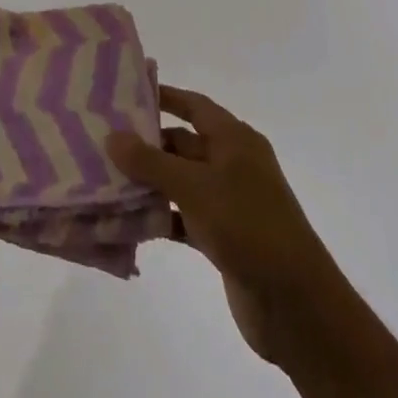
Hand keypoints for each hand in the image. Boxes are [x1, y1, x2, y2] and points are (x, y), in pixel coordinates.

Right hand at [108, 86, 337, 367]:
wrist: (296, 305)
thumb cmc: (248, 226)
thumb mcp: (195, 187)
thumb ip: (151, 161)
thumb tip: (113, 136)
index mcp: (235, 140)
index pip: (194, 105)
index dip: (164, 96)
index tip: (125, 92)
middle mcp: (233, 165)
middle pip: (182, 144)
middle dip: (146, 143)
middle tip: (101, 140)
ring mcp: (228, 202)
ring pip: (179, 182)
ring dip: (148, 182)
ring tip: (104, 178)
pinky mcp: (222, 237)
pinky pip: (183, 217)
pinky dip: (159, 216)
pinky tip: (127, 221)